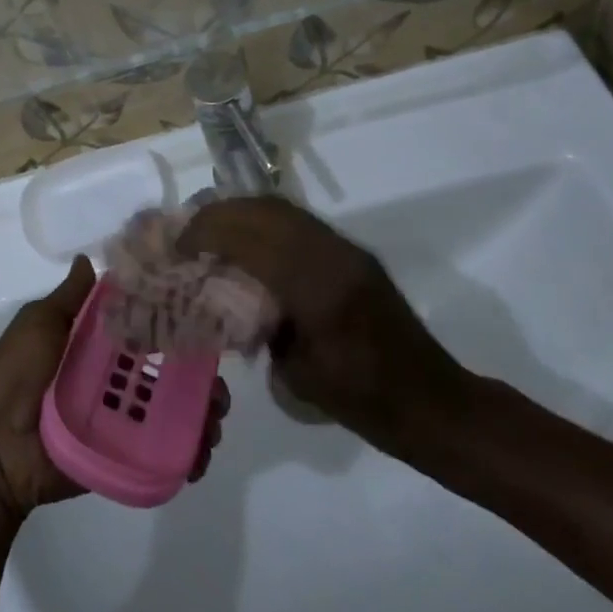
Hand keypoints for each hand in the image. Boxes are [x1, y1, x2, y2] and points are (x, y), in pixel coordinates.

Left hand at [0, 258, 227, 517]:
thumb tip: (89, 258)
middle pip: (168, 370)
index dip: (175, 323)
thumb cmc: (15, 375)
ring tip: (214, 420)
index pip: (145, 326)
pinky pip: (163, 451)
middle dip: (200, 375)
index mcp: (96, 343)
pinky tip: (201, 453)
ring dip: (203, 413)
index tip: (205, 317)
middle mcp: (114, 376)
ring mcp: (121, 417)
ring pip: (173, 410)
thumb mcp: (38, 325)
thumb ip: (69, 299)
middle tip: (217, 386)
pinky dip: (189, 453)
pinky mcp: (124, 453)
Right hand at [180, 199, 471, 462]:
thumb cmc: (365, 402)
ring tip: (212, 229)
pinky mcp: (353, 252)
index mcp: (318, 289)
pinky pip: (299, 221)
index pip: (252, 239)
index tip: (179, 243)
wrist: (433, 401)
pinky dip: (265, 220)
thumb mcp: (298, 375)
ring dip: (242, 212)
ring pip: (282, 209)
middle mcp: (333, 255)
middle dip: (220, 213)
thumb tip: (231, 296)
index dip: (209, 232)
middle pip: (265, 211)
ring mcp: (346, 249)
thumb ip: (262, 326)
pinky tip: (248, 240)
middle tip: (189, 231)